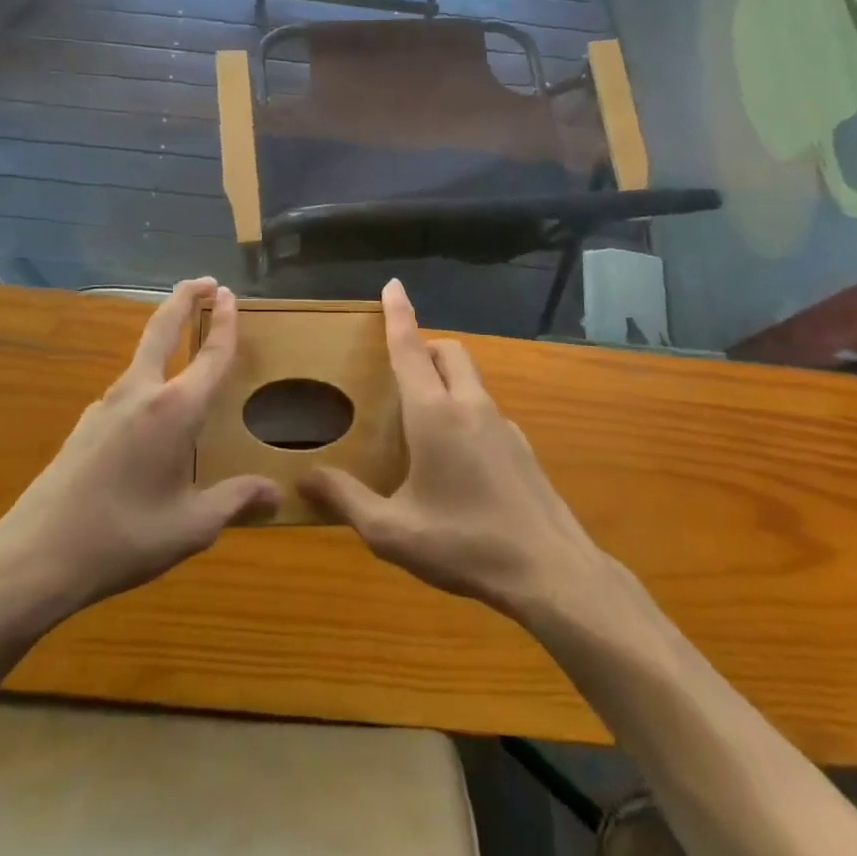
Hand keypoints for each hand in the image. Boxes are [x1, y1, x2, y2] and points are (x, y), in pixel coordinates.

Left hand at [0, 279, 279, 637]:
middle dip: (184, 298)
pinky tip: (153, 413)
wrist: (36, 555)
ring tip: (186, 348)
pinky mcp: (85, 424)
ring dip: (164, 337)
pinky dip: (148, 377)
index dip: (224, 322)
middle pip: (162, 328)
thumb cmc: (124, 537)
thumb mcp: (191, 526)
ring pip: (141, 357)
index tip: (229, 294)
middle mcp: (140, 393)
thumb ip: (235, 501)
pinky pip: (126, 389)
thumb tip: (275, 493)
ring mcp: (106, 405)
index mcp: (174, 410)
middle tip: (205, 282)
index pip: (210, 355)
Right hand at [300, 279, 605, 620]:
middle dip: (425, 346)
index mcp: (434, 414)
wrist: (551, 572)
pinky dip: (465, 413)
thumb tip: (305, 477)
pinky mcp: (522, 448)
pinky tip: (456, 462)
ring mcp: (503, 425)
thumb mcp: (392, 532)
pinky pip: (485, 411)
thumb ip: (347, 500)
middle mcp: (471, 407)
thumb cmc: (464, 543)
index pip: (411, 348)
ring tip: (421, 421)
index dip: (399, 314)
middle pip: (449, 352)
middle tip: (399, 372)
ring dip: (446, 380)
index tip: (393, 284)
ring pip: (471, 380)